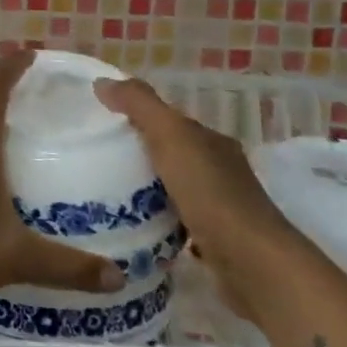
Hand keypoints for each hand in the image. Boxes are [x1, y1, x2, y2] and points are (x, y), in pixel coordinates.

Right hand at [92, 77, 301, 316]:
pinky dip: (155, 217)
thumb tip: (102, 81)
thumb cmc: (211, 194)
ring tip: (103, 191)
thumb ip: (139, 105)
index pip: (169, 121)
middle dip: (136, 153)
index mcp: (211, 141)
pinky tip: (132, 224)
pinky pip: (175, 219)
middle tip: (93, 157)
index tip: (98, 122)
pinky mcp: (213, 240)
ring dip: (144, 187)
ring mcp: (218, 207)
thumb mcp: (171, 137)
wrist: (253, 265)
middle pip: (169, 153)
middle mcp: (219, 169)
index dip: (135, 116)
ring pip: (171, 187)